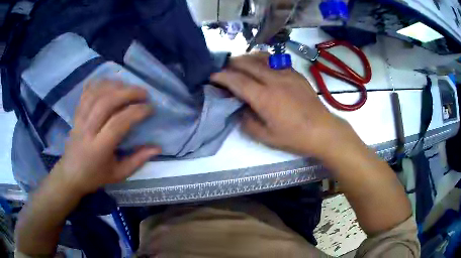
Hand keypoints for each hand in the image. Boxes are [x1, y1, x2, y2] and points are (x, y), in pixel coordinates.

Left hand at [50, 80, 160, 195]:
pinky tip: (110, 82)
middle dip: (128, 93)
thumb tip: (157, 148)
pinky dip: (98, 84)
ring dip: (114, 85)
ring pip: (96, 94)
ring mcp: (80, 119)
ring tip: (129, 86)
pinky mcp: (76, 114)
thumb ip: (138, 160)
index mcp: (99, 148)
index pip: (118, 123)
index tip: (150, 108)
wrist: (70, 174)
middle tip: (144, 92)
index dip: (136, 112)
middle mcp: (88, 130)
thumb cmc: (95, 176)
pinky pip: (86, 93)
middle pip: (106, 102)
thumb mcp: (118, 174)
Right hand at [211, 53, 362, 160]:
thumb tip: (240, 107)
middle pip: (246, 63)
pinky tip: (261, 66)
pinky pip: (274, 60)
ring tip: (239, 64)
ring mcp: (286, 73)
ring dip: (246, 58)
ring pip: (260, 57)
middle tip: (223, 69)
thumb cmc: (294, 137)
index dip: (221, 76)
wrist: (322, 130)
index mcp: (264, 97)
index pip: (236, 80)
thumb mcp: (266, 137)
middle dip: (230, 64)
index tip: (211, 75)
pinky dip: (262, 60)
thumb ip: (247, 121)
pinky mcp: (295, 73)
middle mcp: (273, 80)